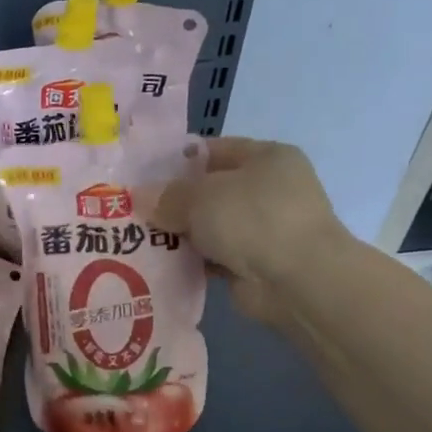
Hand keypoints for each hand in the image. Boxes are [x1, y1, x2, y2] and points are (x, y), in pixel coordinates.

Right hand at [153, 138, 353, 324]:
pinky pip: (214, 257)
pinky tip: (161, 265)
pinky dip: (193, 262)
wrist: (297, 280)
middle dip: (175, 202)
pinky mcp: (255, 265)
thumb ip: (167, 196)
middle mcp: (269, 190)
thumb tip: (140, 198)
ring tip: (137, 239)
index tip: (142, 175)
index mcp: (267, 157)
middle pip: (210, 191)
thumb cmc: (253, 219)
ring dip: (181, 235)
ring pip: (211, 227)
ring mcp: (265, 229)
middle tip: (133, 210)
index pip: (214, 150)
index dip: (177, 161)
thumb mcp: (201, 196)